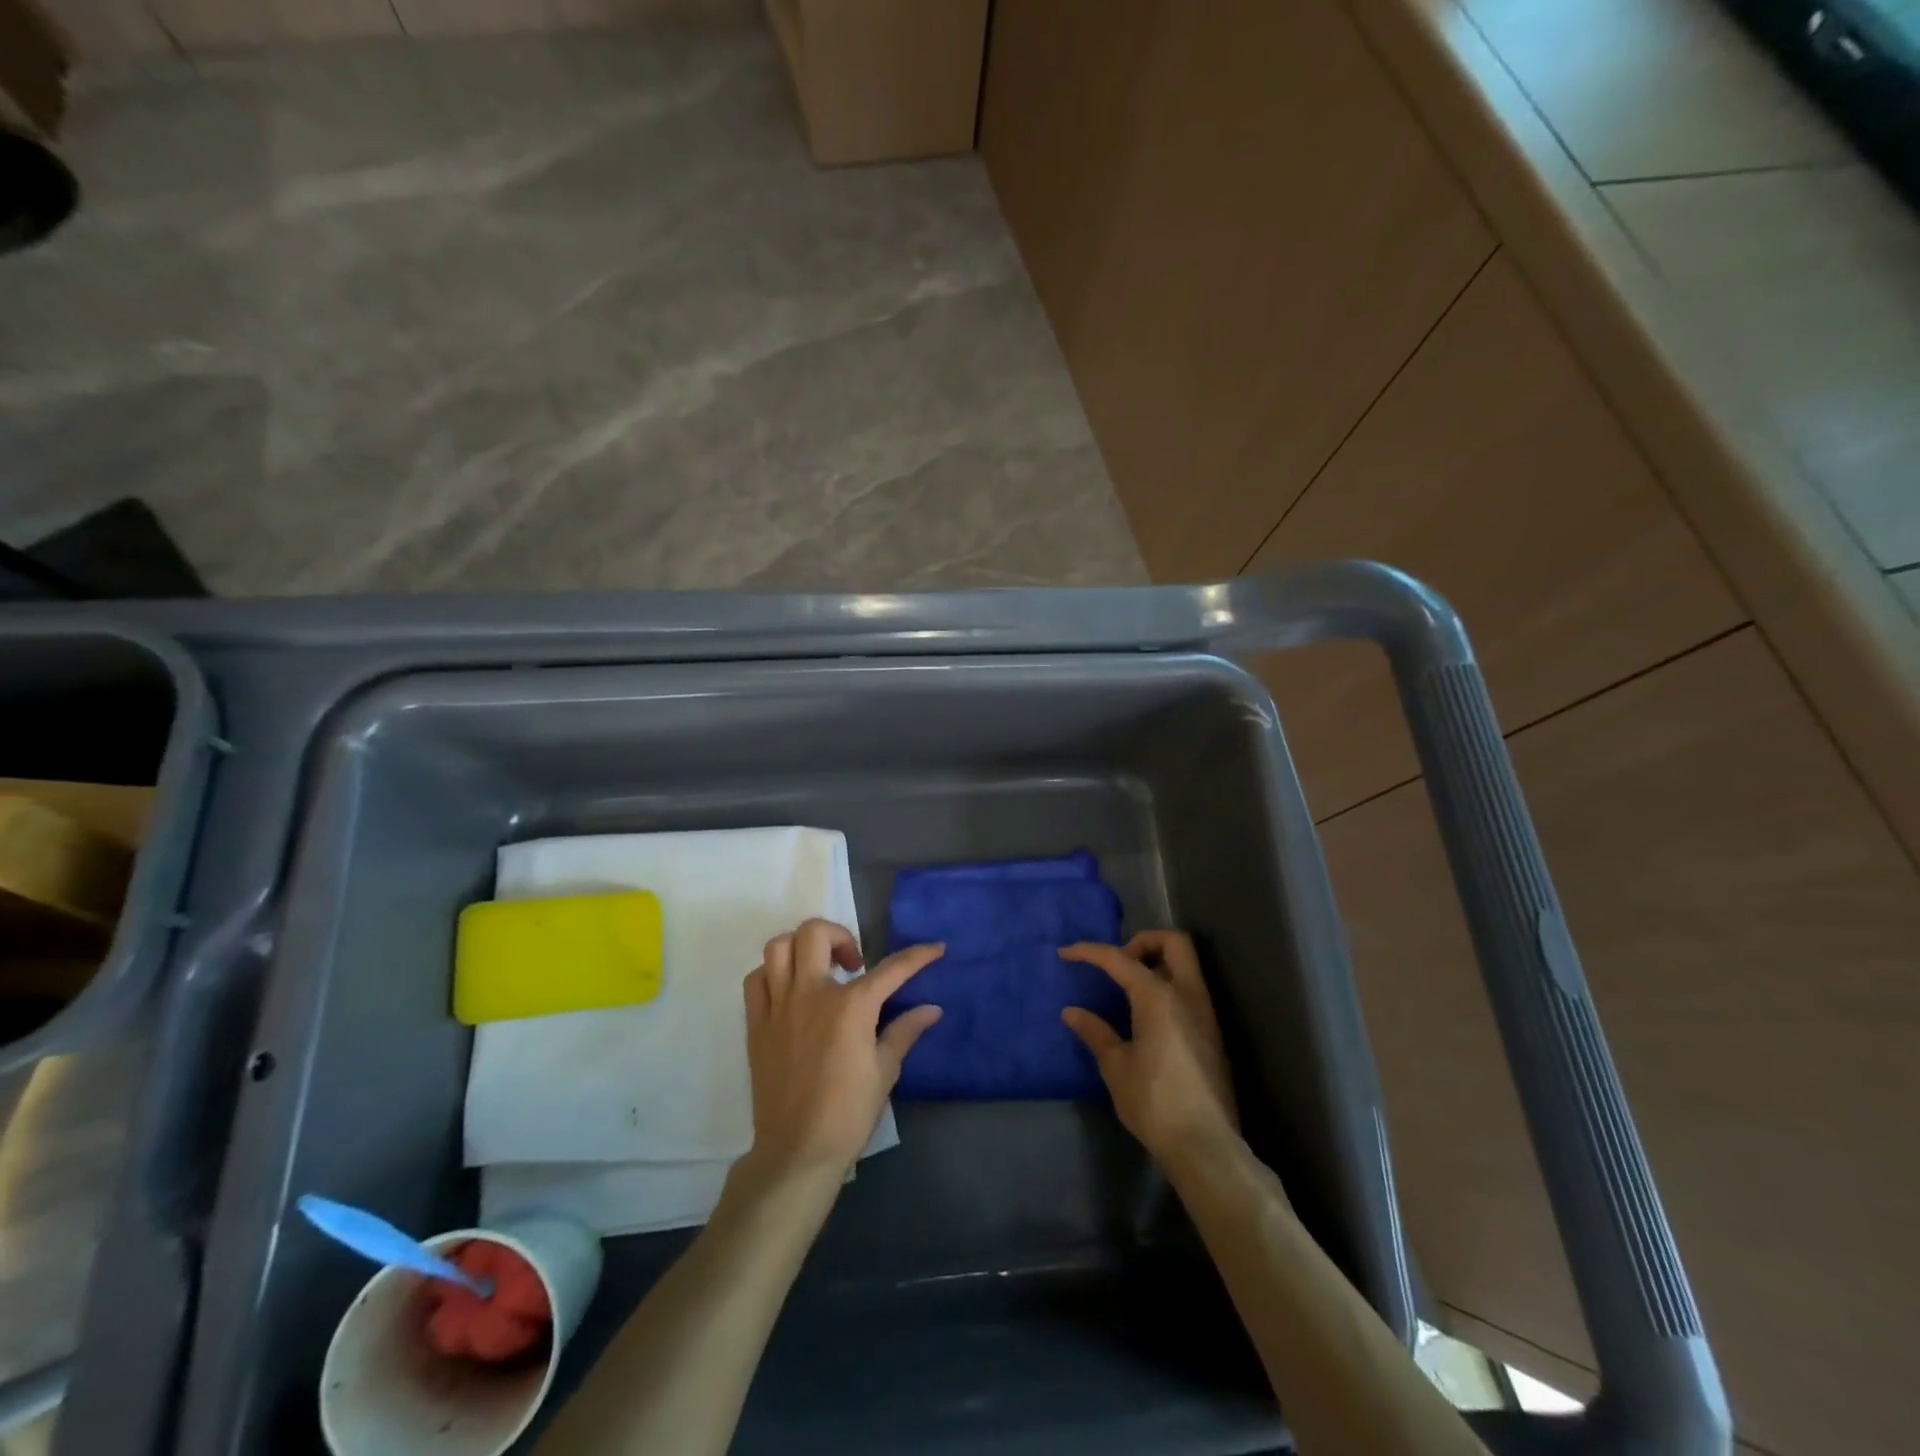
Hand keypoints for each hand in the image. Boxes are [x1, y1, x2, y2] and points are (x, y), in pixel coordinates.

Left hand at [742, 919, 943, 1179]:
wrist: (797, 1151)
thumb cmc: (848, 1113)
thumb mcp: (885, 1071)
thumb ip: (905, 1031)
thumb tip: (931, 1009)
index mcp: (850, 1006)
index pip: (891, 969)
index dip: (918, 955)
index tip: (935, 948)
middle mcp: (811, 994)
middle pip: (815, 933)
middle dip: (840, 935)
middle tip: (853, 964)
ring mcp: (778, 1006)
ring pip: (779, 947)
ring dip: (802, 948)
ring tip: (819, 970)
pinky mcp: (756, 1024)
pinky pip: (757, 979)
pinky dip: (773, 973)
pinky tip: (790, 991)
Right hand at [1060, 931, 1238, 1158]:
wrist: (1205, 1146)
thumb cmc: (1154, 1102)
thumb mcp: (1116, 1067)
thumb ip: (1096, 1032)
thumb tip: (1072, 1012)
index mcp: (1159, 998)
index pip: (1120, 959)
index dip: (1090, 952)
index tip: (1066, 954)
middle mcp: (1188, 995)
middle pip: (1173, 942)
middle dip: (1143, 941)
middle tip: (1118, 964)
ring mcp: (1206, 1013)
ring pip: (1187, 964)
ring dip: (1158, 963)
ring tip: (1129, 989)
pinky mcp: (1213, 1034)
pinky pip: (1190, 990)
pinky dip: (1168, 986)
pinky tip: (1147, 1016)